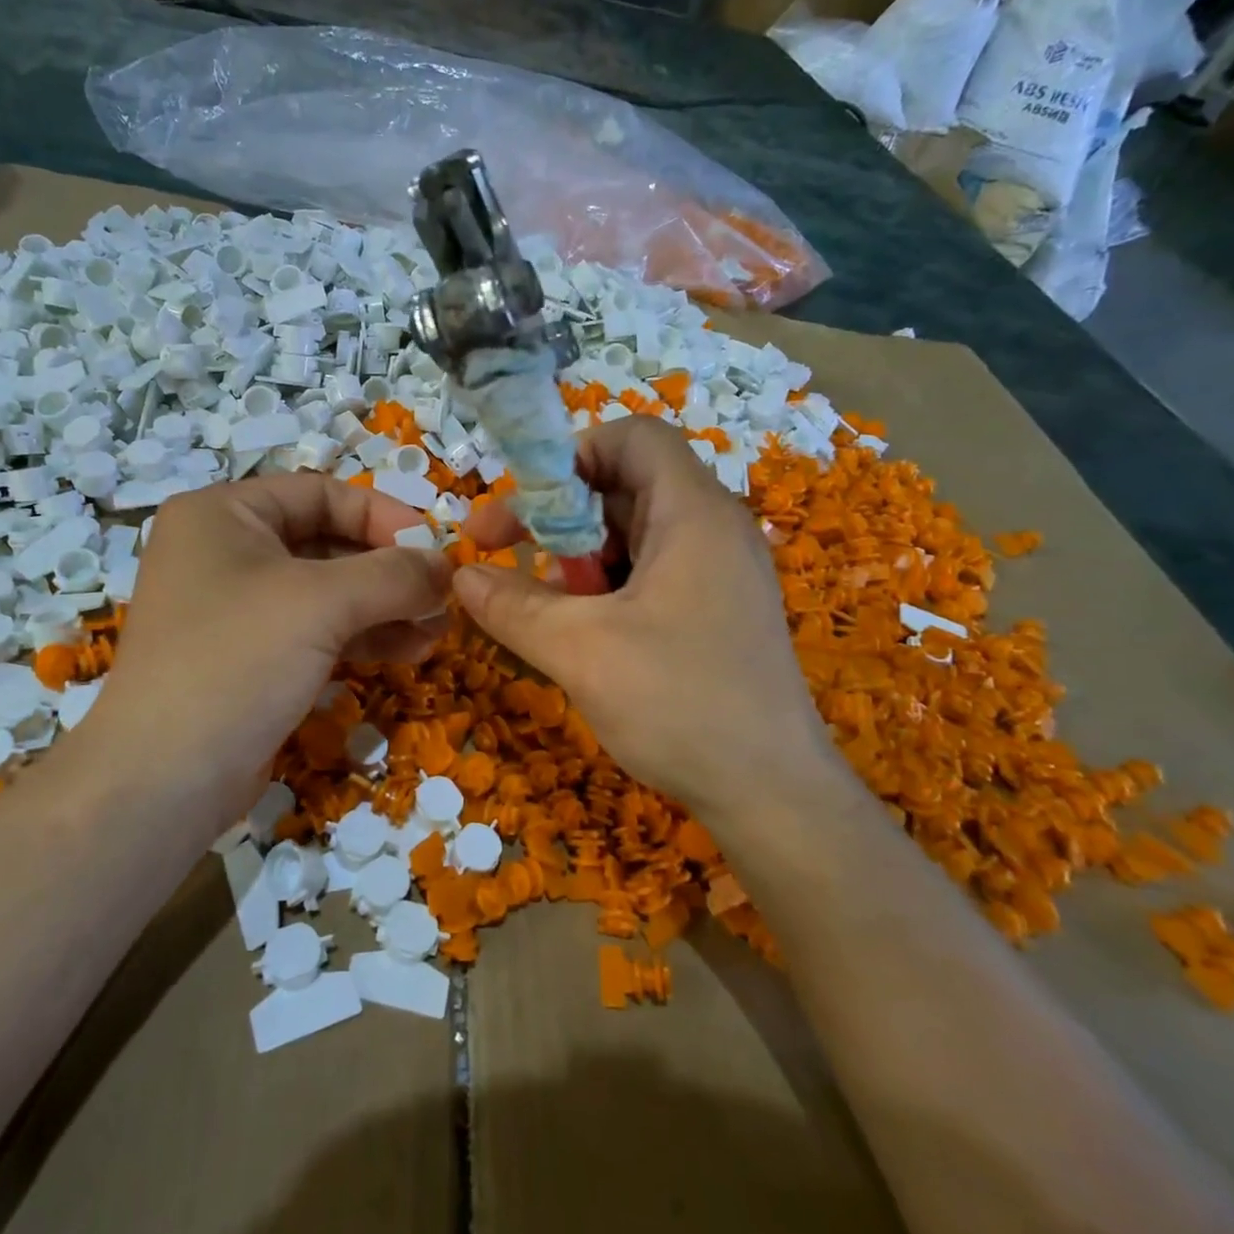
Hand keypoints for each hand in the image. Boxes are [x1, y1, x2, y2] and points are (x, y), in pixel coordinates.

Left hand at [89, 474, 452, 828]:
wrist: (163, 780)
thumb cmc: (237, 660)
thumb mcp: (322, 603)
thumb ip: (394, 575)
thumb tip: (447, 567)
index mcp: (224, 514)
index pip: (321, 493)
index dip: (384, 515)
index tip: (435, 548)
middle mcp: (226, 552)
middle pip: (328, 543)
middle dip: (390, 571)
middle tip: (443, 595)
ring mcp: (237, 609)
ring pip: (328, 593)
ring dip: (385, 608)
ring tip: (437, 630)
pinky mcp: (251, 658)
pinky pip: (317, 632)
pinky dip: (363, 637)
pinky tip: (409, 651)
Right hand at [456, 417, 852, 823]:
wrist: (773, 795)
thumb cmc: (680, 704)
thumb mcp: (580, 650)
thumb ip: (513, 606)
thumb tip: (461, 576)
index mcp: (693, 514)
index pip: (632, 438)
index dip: (571, 456)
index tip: (525, 508)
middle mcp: (713, 529)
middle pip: (625, 486)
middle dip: (559, 515)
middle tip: (505, 554)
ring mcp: (719, 572)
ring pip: (632, 534)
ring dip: (578, 557)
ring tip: (546, 604)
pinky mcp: (716, 610)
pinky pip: (650, 572)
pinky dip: (606, 587)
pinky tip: (582, 631)